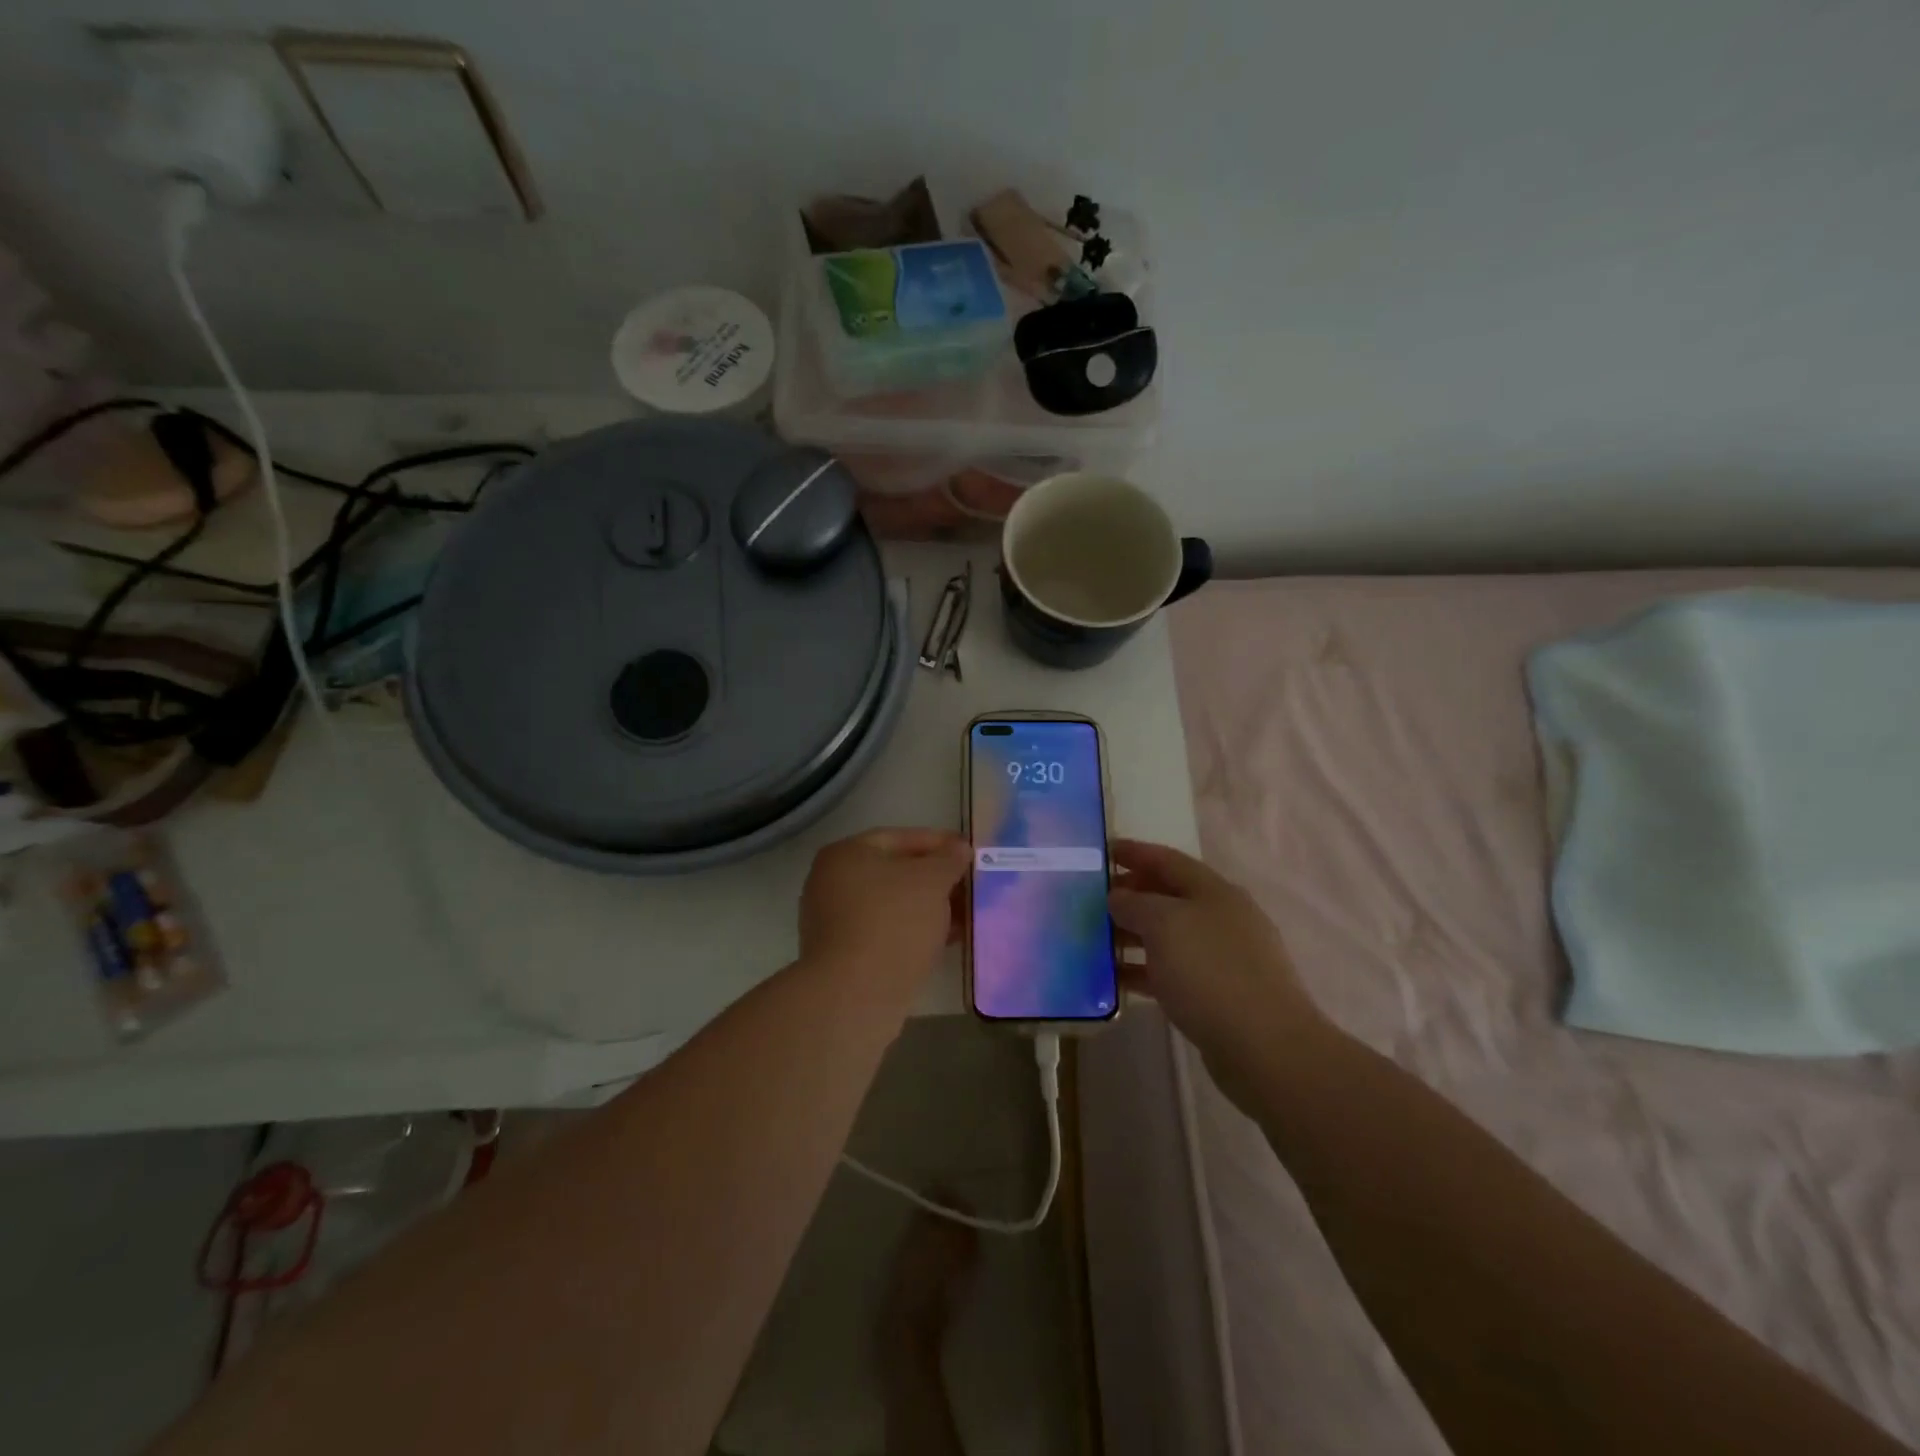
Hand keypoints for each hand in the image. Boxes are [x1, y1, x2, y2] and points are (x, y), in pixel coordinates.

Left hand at [800, 828, 968, 985]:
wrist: (855, 994)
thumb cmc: (893, 922)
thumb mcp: (931, 881)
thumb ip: (949, 859)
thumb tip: (959, 848)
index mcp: (846, 854)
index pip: (899, 838)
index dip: (938, 842)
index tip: (968, 851)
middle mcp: (833, 882)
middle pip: (895, 872)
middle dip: (935, 878)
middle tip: (970, 884)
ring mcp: (835, 921)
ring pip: (893, 905)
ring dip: (929, 907)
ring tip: (966, 913)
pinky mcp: (844, 955)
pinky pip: (887, 932)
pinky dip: (915, 931)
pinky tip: (947, 939)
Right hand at [1108, 840, 1324, 1087]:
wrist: (1266, 1048)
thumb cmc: (1211, 972)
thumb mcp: (1164, 925)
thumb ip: (1135, 904)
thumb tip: (1118, 897)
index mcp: (1214, 891)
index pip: (1167, 860)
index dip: (1134, 852)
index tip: (1101, 851)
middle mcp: (1222, 918)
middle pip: (1168, 896)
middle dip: (1130, 895)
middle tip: (1091, 900)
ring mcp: (1223, 958)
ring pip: (1169, 936)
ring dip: (1133, 935)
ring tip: (1095, 941)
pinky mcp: (1219, 994)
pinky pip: (1173, 972)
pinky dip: (1144, 971)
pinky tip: (1116, 980)